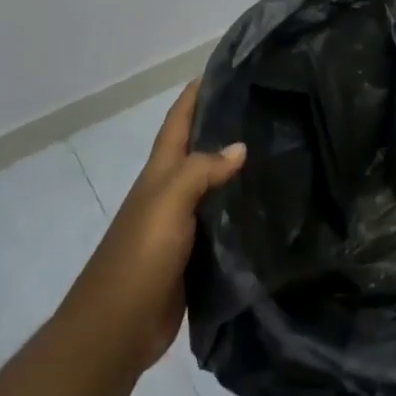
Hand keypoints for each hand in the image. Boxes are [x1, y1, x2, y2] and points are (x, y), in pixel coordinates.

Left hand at [70, 81, 245, 373]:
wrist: (118, 327)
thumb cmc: (140, 256)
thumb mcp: (169, 203)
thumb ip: (201, 171)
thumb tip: (239, 146)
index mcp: (160, 174)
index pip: (178, 122)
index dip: (195, 94)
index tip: (224, 68)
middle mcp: (170, 192)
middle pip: (198, 149)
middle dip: (223, 125)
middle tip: (266, 106)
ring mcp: (182, 225)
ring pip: (214, 185)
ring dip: (237, 168)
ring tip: (277, 150)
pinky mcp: (195, 255)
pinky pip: (222, 221)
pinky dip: (241, 208)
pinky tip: (267, 205)